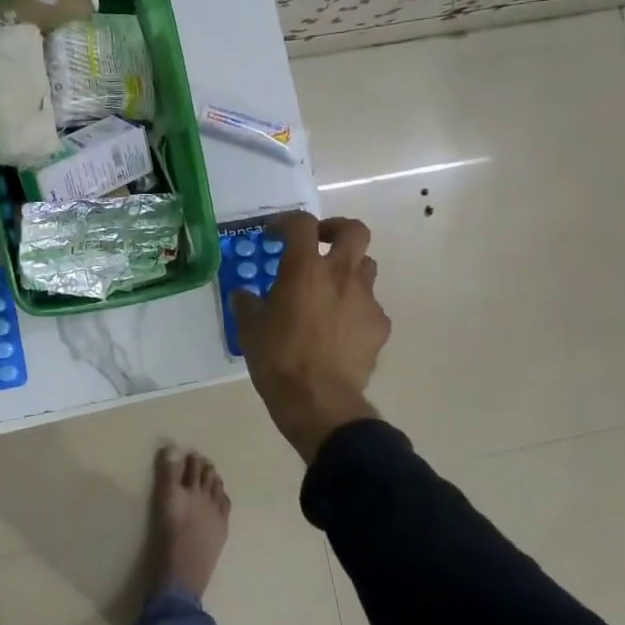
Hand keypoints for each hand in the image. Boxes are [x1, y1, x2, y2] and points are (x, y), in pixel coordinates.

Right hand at [232, 212, 389, 463]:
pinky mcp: (380, 326)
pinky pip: (369, 306)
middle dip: (336, 229)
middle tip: (319, 243)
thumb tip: (244, 295)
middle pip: (354, 231)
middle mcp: (341, 275)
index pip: (302, 224)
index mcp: (305, 269)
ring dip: (348, 270)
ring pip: (366, 267)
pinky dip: (355, 309)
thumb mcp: (249, 328)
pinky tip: (340, 330)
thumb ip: (247, 304)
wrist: (319, 401)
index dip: (286, 222)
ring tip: (329, 290)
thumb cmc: (278, 358)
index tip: (273, 235)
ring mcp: (366, 300)